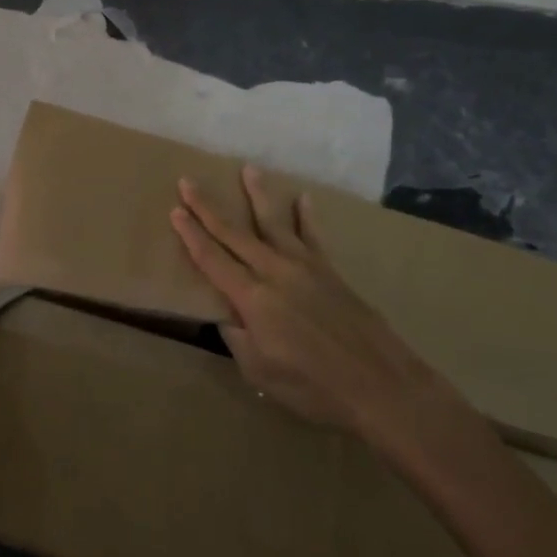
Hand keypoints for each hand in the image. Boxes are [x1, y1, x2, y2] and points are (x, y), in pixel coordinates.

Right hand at [170, 167, 474, 457]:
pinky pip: (314, 236)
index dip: (191, 235)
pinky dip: (306, 216)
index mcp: (252, 298)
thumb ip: (237, 339)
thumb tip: (226, 315)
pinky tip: (303, 198)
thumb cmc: (314, 388)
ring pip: (274, 222)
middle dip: (207, 206)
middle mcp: (274, 272)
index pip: (212, 259)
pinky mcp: (331, 272)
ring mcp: (305, 267)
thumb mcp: (260, 372)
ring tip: (249, 169)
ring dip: (258, 195)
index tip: (175, 210)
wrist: (381, 386)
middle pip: (234, 233)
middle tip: (189, 181)